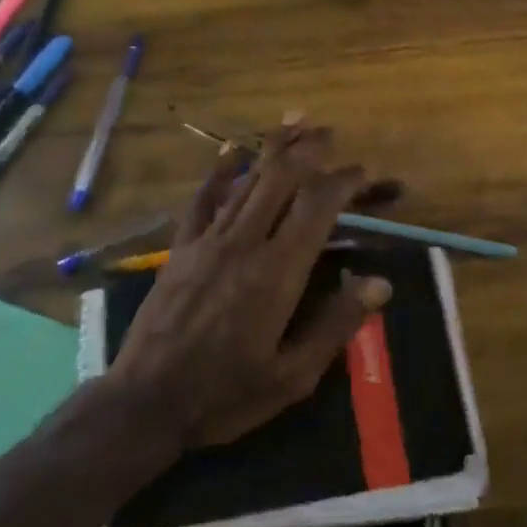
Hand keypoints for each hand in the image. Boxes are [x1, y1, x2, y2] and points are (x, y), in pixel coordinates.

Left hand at [109, 124, 393, 450]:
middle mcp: (244, 243)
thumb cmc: (225, 394)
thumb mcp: (292, 376)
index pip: (316, 206)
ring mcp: (208, 240)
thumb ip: (337, 324)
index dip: (343, 180)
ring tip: (296, 123)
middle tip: (330, 133)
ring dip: (273, 149)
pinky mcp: (181, 247)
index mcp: (277, 273)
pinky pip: (203, 198)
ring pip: (247, 179)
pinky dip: (220, 170)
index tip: (363, 171)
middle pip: (281, 178)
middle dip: (308, 149)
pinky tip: (231, 150)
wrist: (146, 402)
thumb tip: (380, 283)